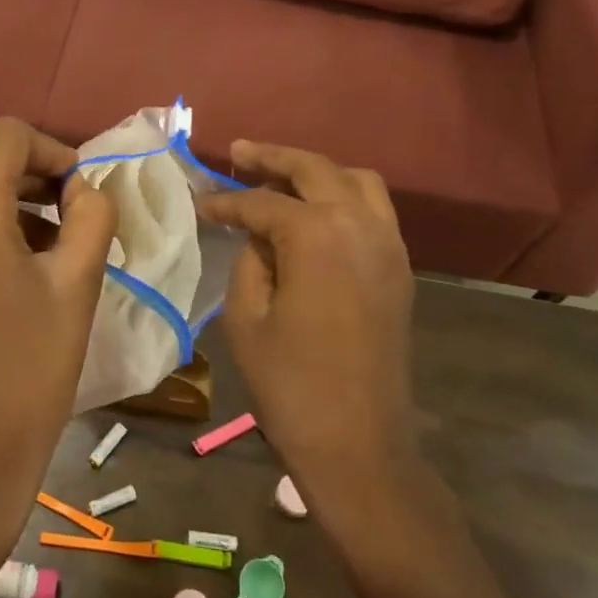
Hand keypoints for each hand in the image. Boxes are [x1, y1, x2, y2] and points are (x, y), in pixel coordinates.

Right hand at [196, 141, 417, 498]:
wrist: (359, 445)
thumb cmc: (290, 385)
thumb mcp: (246, 318)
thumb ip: (250, 261)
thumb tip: (258, 236)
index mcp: (316, 235)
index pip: (262, 202)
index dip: (225, 202)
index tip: (199, 203)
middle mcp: (359, 225)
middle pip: (314, 169)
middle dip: (272, 157)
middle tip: (236, 153)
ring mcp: (388, 244)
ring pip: (355, 180)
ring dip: (315, 171)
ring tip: (279, 175)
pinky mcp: (399, 268)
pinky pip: (374, 210)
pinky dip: (343, 195)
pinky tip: (315, 212)